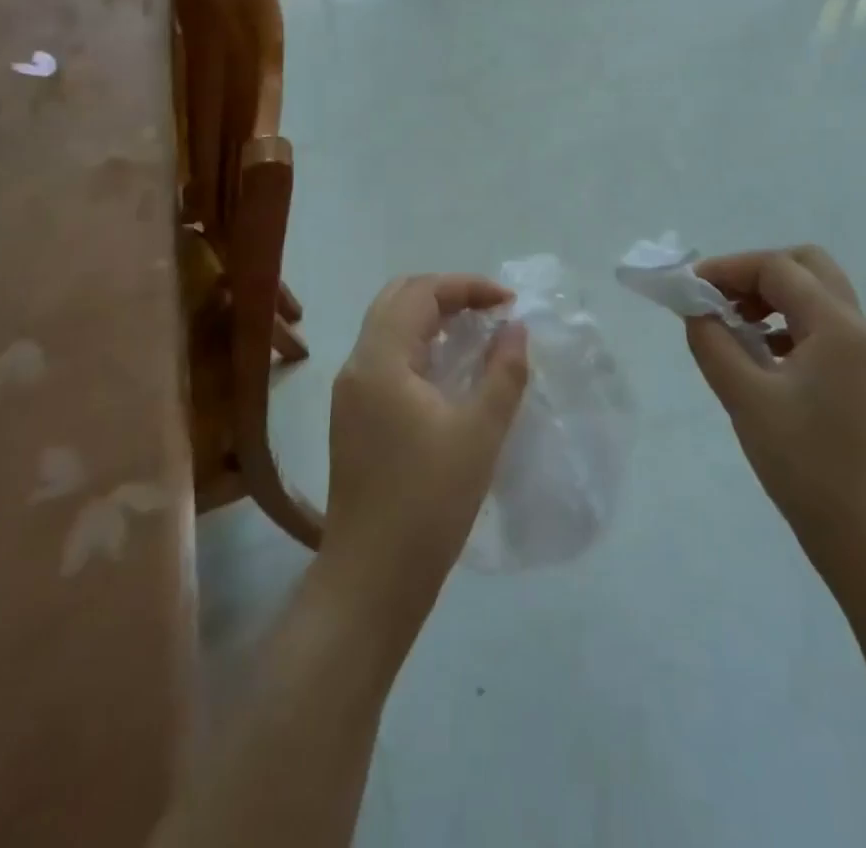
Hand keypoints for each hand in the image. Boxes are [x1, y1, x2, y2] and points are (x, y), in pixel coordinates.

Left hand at [321, 274, 527, 631]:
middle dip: (446, 294)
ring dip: (431, 318)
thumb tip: (515, 327)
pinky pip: (385, 357)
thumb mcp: (480, 434)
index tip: (509, 303)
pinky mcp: (352, 417)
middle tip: (490, 311)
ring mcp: (349, 393)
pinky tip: (449, 371)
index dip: (467, 286)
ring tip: (476, 334)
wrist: (371, 579)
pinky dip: (418, 346)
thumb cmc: (428, 503)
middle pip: (397, 300)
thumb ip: (503, 372)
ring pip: (388, 328)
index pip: (420, 292)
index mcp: (380, 361)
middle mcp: (356, 366)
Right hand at [686, 247, 865, 586]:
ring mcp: (865, 355)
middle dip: (757, 272)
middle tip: (719, 298)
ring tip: (733, 325)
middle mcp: (858, 329)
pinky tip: (761, 355)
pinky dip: (787, 323)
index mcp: (837, 327)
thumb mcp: (746, 399)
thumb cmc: (806, 465)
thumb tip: (694, 309)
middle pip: (807, 267)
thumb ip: (713, 343)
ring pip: (817, 296)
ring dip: (773, 296)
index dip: (729, 268)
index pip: (778, 268)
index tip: (689, 286)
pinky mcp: (861, 379)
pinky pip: (822, 327)